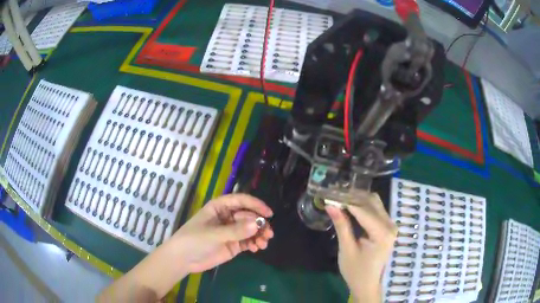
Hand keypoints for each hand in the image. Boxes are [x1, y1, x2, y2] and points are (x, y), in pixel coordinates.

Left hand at [167, 194, 273, 273]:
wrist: (183, 259)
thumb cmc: (193, 240)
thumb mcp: (213, 234)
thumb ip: (235, 230)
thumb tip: (257, 224)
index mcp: (219, 207)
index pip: (240, 201)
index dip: (255, 204)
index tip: (269, 213)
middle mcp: (227, 217)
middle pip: (248, 216)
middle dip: (259, 224)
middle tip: (268, 234)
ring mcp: (231, 231)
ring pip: (250, 229)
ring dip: (259, 235)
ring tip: (263, 244)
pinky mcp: (233, 244)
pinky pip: (248, 241)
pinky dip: (254, 243)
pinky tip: (256, 248)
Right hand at [325, 193, 396, 302]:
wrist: (368, 284)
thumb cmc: (356, 271)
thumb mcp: (346, 249)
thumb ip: (341, 225)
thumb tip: (330, 205)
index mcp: (382, 233)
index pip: (363, 210)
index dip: (346, 201)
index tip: (329, 194)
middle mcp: (390, 225)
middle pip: (371, 201)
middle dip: (352, 196)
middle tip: (333, 195)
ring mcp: (390, 225)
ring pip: (374, 203)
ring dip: (357, 199)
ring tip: (339, 198)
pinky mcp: (387, 226)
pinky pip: (376, 209)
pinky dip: (362, 205)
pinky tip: (349, 206)